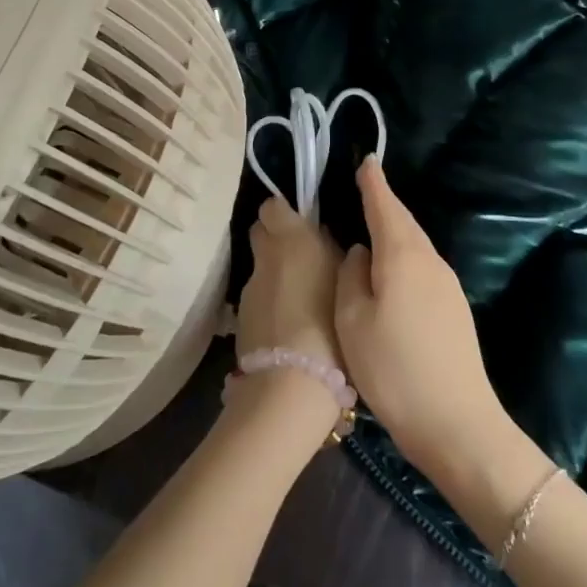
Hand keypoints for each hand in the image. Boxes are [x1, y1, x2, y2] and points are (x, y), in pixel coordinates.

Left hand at [230, 197, 346, 443]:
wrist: (293, 380)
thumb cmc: (331, 322)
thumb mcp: (346, 280)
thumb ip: (331, 252)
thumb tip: (322, 237)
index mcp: (291, 237)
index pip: (272, 206)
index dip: (283, 212)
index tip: (300, 224)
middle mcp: (265, 255)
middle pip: (260, 232)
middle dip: (275, 239)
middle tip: (300, 258)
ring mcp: (249, 286)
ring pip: (260, 268)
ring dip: (274, 275)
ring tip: (300, 299)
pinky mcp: (240, 317)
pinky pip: (257, 299)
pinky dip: (270, 304)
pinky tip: (288, 325)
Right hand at [335, 158, 508, 481]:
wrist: (458, 425)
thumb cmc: (394, 369)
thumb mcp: (353, 321)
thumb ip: (351, 277)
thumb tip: (360, 253)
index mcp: (403, 256)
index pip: (385, 207)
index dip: (373, 184)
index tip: (366, 161)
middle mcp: (430, 261)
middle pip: (404, 223)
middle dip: (383, 204)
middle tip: (363, 188)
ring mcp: (447, 286)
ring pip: (414, 245)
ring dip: (394, 231)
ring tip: (370, 226)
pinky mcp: (454, 309)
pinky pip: (422, 266)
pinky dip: (403, 256)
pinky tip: (390, 271)